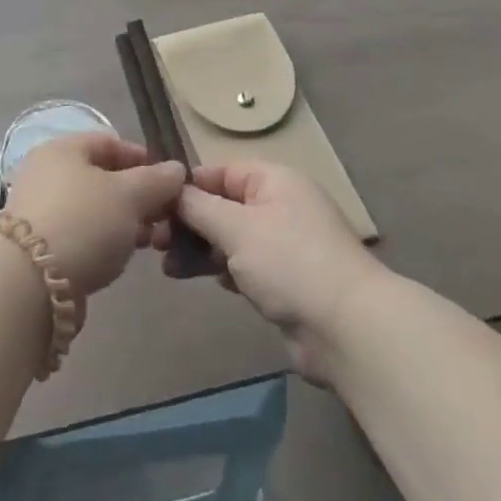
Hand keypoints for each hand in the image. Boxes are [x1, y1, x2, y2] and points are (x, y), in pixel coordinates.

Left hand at [4, 134, 185, 297]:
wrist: (29, 283)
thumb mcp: (130, 196)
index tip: (169, 182)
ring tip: (148, 242)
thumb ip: (157, 180)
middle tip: (163, 217)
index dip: (142, 158)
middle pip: (100, 177)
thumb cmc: (84, 222)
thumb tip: (176, 169)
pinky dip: (102, 241)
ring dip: (123, 222)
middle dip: (136, 196)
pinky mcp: (37, 247)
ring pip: (92, 208)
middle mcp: (46, 173)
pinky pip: (79, 234)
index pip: (109, 142)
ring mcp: (38, 210)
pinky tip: (119, 258)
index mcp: (63, 149)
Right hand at [157, 162, 381, 384]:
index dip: (187, 186)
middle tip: (153, 243)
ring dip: (199, 250)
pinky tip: (203, 281)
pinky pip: (243, 264)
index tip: (154, 205)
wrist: (347, 329)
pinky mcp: (285, 279)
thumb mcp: (236, 227)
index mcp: (274, 180)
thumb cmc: (288, 262)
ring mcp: (284, 244)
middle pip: (223, 205)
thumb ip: (199, 206)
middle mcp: (280, 205)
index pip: (221, 171)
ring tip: (169, 268)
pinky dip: (222, 269)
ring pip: (230, 237)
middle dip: (188, 223)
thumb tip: (172, 189)